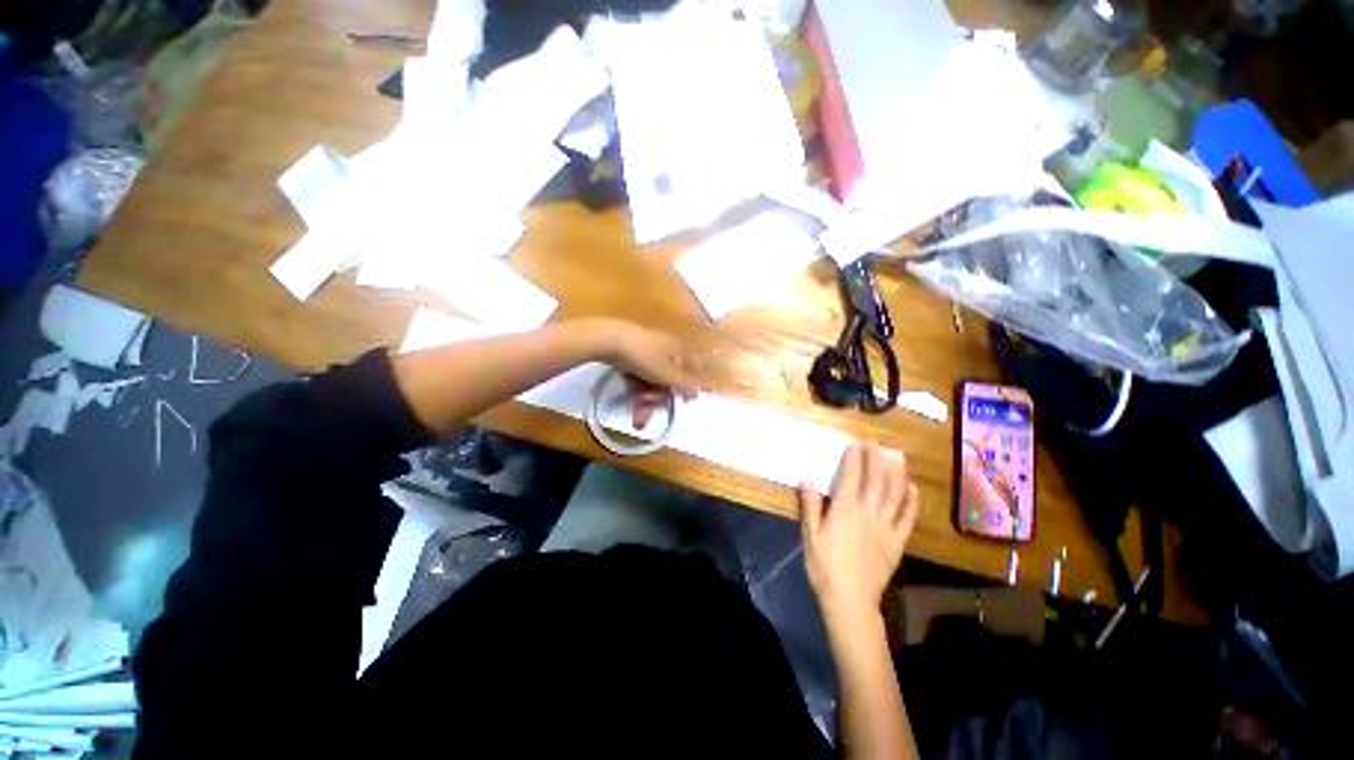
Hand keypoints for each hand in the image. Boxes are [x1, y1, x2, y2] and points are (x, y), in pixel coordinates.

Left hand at [602, 322, 701, 426]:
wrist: (610, 341)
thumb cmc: (644, 356)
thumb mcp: (666, 374)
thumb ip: (684, 383)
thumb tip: (700, 390)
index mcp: (680, 349)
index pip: (695, 366)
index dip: (695, 381)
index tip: (691, 397)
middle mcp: (667, 348)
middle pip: (671, 376)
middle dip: (663, 393)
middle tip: (653, 404)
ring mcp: (649, 350)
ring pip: (655, 377)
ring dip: (649, 392)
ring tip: (639, 402)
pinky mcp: (632, 354)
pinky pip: (641, 373)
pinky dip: (637, 382)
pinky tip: (630, 388)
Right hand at [799, 443, 918, 620]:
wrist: (850, 600)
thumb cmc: (824, 566)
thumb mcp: (810, 534)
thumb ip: (810, 505)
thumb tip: (806, 477)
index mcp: (845, 509)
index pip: (852, 476)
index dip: (855, 457)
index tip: (857, 442)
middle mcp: (868, 512)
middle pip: (876, 480)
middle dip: (876, 458)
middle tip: (876, 443)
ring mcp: (887, 527)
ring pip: (894, 494)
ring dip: (896, 474)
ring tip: (896, 458)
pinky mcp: (898, 541)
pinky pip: (908, 518)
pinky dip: (911, 501)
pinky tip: (912, 488)